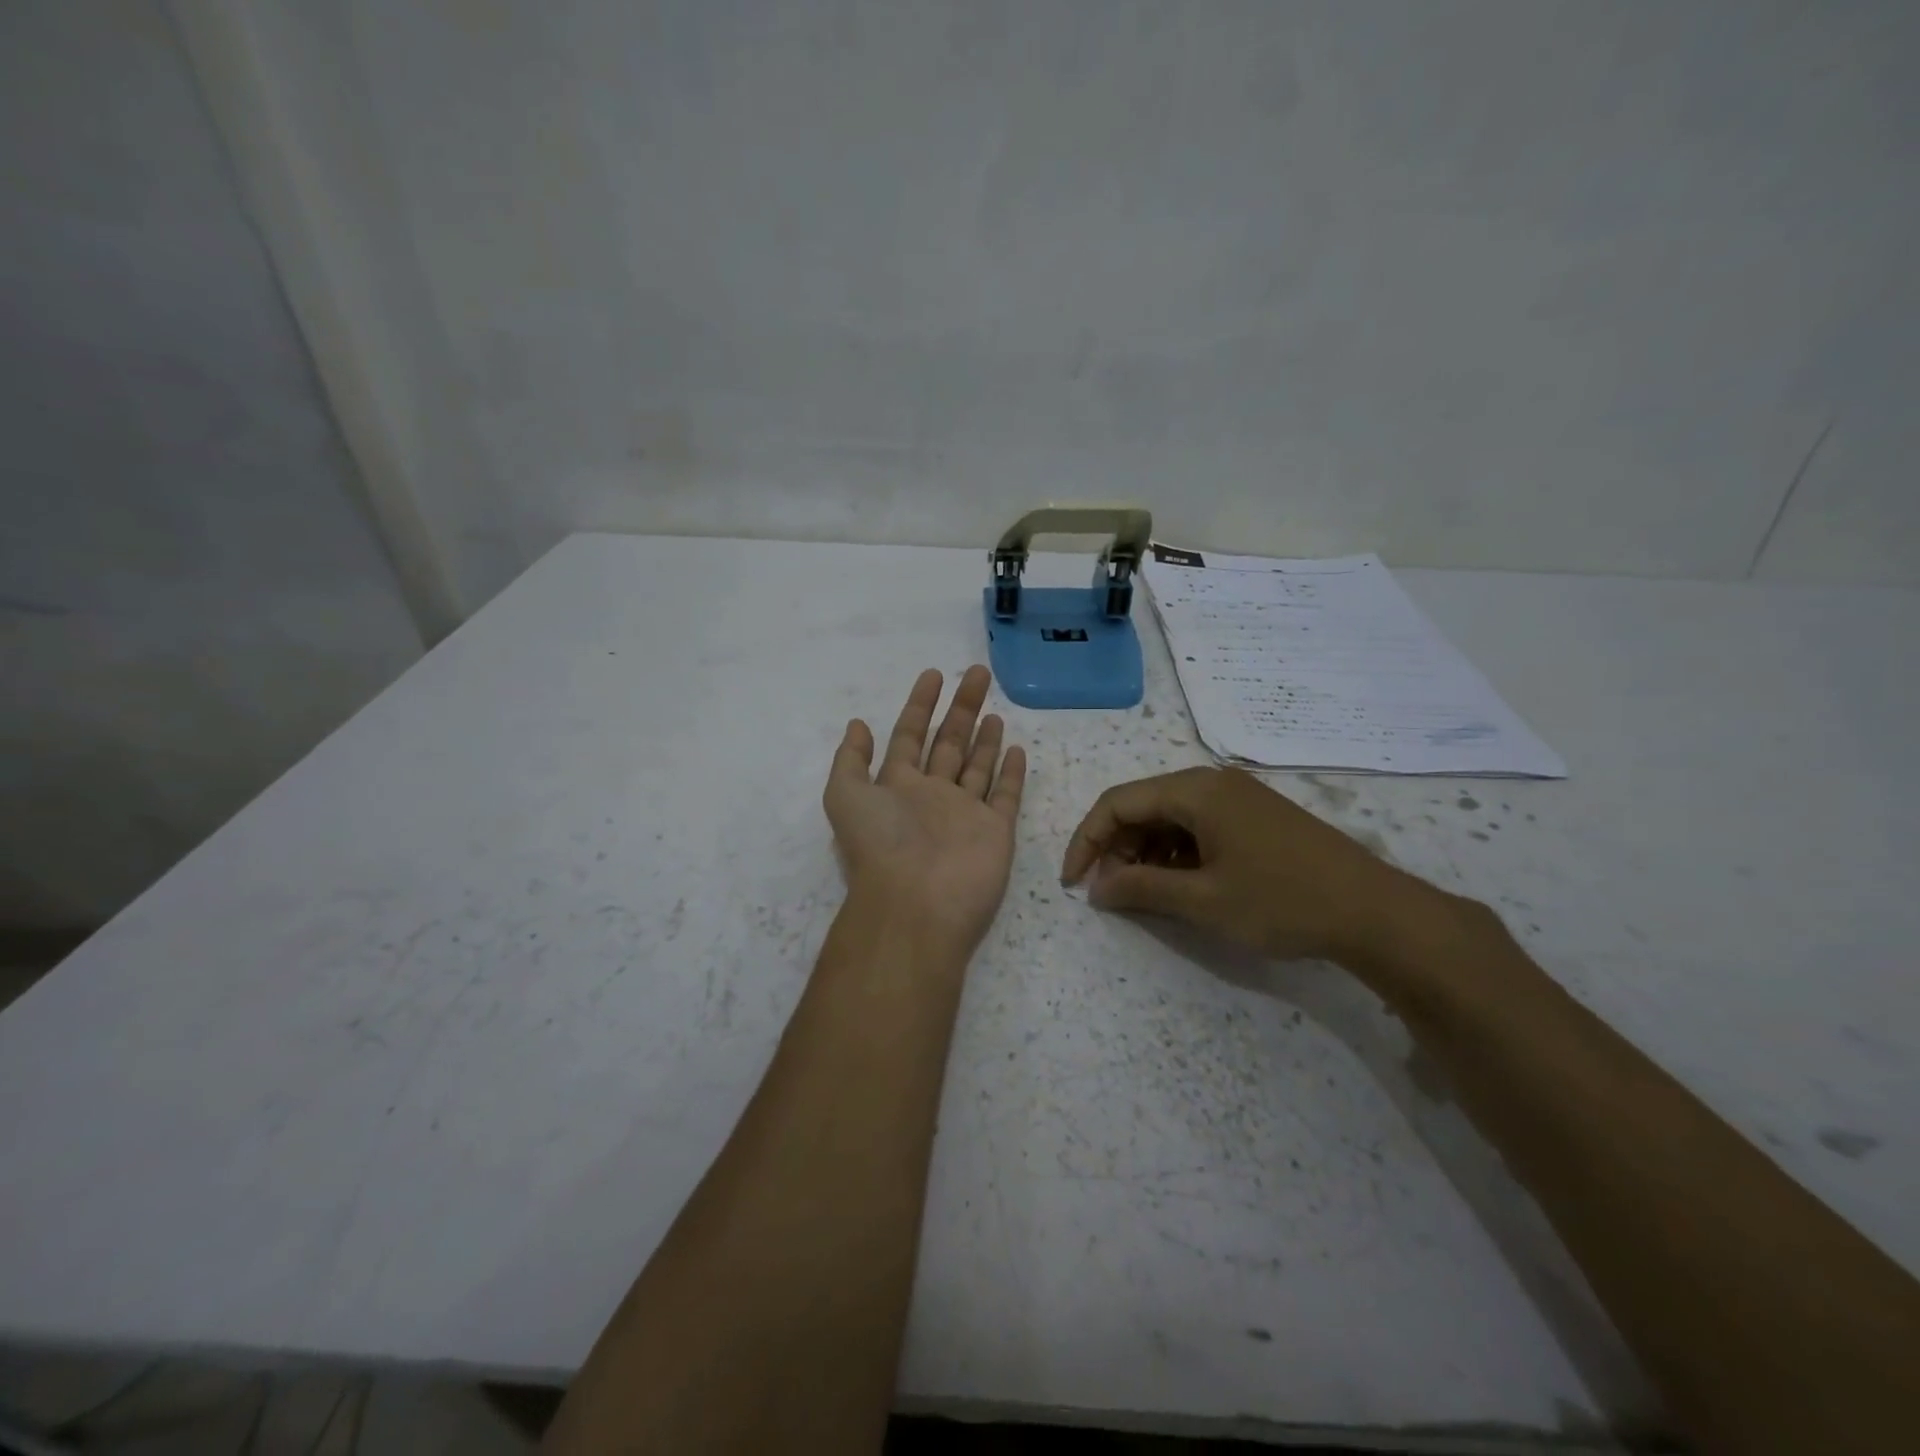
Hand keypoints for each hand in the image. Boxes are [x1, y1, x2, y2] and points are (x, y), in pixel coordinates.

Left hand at [825, 666, 1027, 953]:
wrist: (917, 905)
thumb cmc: (881, 846)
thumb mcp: (845, 796)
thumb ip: (852, 759)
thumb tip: (857, 724)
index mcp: (897, 786)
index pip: (909, 736)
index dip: (919, 705)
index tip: (934, 675)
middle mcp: (932, 796)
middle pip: (948, 742)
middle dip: (961, 708)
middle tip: (977, 674)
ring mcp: (965, 813)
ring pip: (977, 766)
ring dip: (984, 739)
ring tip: (994, 711)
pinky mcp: (995, 831)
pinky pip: (1005, 795)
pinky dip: (1011, 773)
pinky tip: (1017, 748)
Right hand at [1060, 766, 1443, 965]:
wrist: (1375, 913)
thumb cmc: (1282, 901)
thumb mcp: (1202, 901)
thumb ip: (1140, 889)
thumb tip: (1096, 888)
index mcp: (1196, 791)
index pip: (1117, 803)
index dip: (1087, 841)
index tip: (1074, 883)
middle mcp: (1213, 783)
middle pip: (1143, 806)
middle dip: (1117, 848)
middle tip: (1112, 894)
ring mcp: (1238, 798)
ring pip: (1170, 818)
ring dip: (1146, 853)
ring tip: (1145, 894)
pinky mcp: (1256, 817)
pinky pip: (1198, 827)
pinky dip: (1177, 853)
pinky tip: (1182, 885)